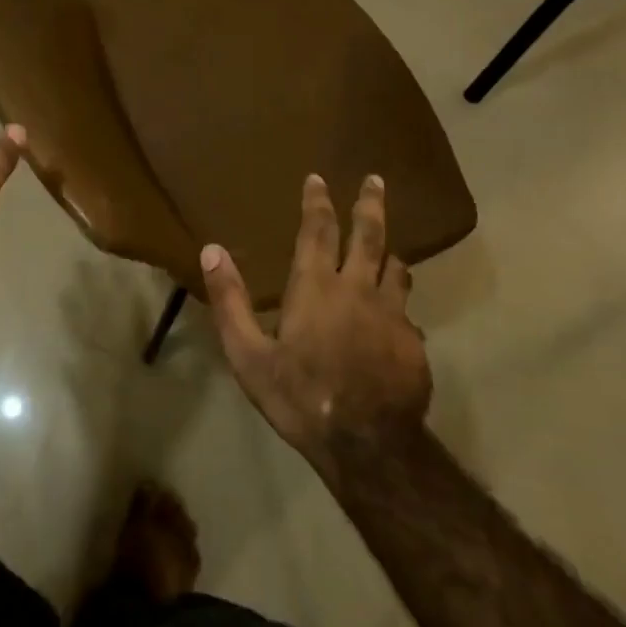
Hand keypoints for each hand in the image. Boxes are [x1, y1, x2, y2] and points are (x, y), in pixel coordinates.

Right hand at [202, 174, 431, 475]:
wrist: (369, 448)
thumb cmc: (300, 397)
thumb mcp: (248, 355)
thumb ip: (229, 301)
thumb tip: (211, 250)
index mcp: (317, 287)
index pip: (317, 230)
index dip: (317, 202)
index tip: (318, 178)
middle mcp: (358, 289)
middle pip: (369, 235)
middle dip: (370, 204)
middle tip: (376, 179)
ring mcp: (392, 315)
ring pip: (397, 268)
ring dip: (390, 252)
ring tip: (389, 246)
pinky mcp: (414, 343)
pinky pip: (406, 311)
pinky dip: (398, 303)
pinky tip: (396, 318)